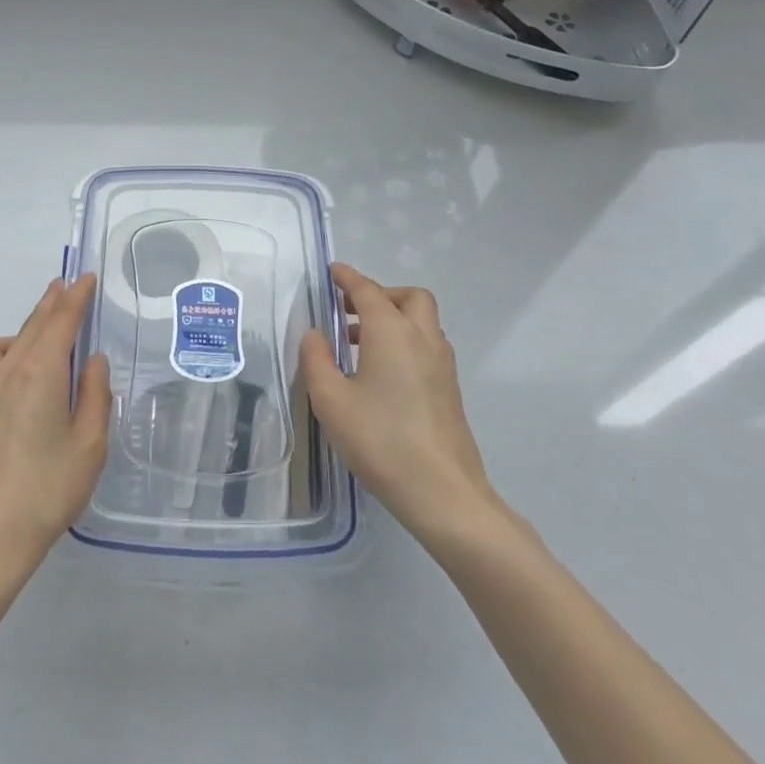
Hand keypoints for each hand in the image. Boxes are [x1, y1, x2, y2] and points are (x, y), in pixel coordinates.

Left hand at [0, 276, 110, 603]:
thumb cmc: (47, 492)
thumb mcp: (89, 445)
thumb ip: (95, 396)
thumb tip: (92, 360)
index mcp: (40, 373)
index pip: (60, 322)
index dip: (75, 297)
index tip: (86, 278)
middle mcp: (7, 372)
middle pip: (32, 326)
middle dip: (52, 303)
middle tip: (67, 286)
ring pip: (6, 341)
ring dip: (27, 326)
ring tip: (45, 329)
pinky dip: (6, 350)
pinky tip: (18, 371)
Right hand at [299, 263, 498, 543]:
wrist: (442, 492)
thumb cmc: (380, 440)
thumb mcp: (331, 400)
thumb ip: (316, 360)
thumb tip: (316, 335)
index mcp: (391, 332)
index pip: (368, 291)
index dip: (348, 278)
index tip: (332, 272)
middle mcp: (422, 338)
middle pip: (408, 298)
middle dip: (379, 294)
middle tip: (348, 309)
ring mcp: (442, 364)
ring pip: (421, 321)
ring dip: (392, 318)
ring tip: (355, 342)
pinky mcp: (449, 388)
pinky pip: (426, 345)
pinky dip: (403, 340)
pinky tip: (379, 371)